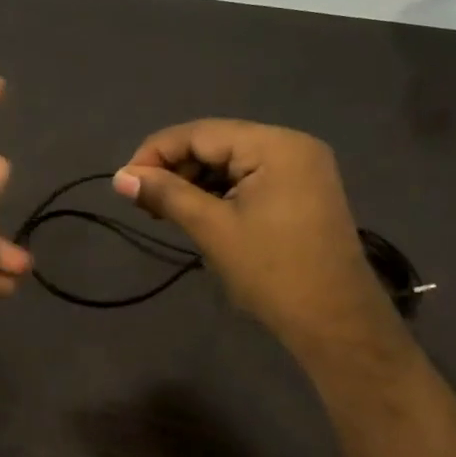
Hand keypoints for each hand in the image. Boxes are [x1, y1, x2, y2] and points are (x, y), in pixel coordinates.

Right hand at [111, 120, 401, 357]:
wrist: (335, 323)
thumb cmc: (272, 273)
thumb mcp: (212, 228)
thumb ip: (165, 194)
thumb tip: (119, 177)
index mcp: (275, 145)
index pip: (200, 133)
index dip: (156, 153)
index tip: (124, 182)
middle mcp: (292, 145)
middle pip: (216, 143)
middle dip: (174, 168)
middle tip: (143, 202)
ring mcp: (301, 168)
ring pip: (230, 161)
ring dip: (193, 182)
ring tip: (164, 211)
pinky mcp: (302, 191)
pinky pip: (249, 178)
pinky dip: (218, 192)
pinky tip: (196, 212)